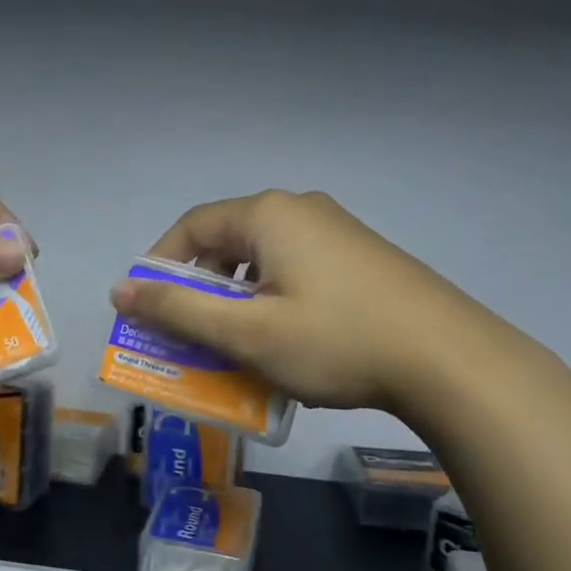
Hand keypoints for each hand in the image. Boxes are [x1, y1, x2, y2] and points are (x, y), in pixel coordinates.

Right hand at [110, 190, 475, 412]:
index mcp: (269, 215)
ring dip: (237, 300)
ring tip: (235, 344)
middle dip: (199, 289)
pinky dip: (273, 302)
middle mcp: (301, 210)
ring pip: (264, 261)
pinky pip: (297, 271)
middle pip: (228, 243)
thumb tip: (120, 289)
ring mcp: (338, 232)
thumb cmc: (336, 341)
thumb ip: (179, 309)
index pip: (192, 227)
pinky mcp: (362, 258)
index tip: (147, 308)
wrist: (450, 360)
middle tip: (188, 334)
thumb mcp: (247, 332)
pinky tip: (284, 341)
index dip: (160, 266)